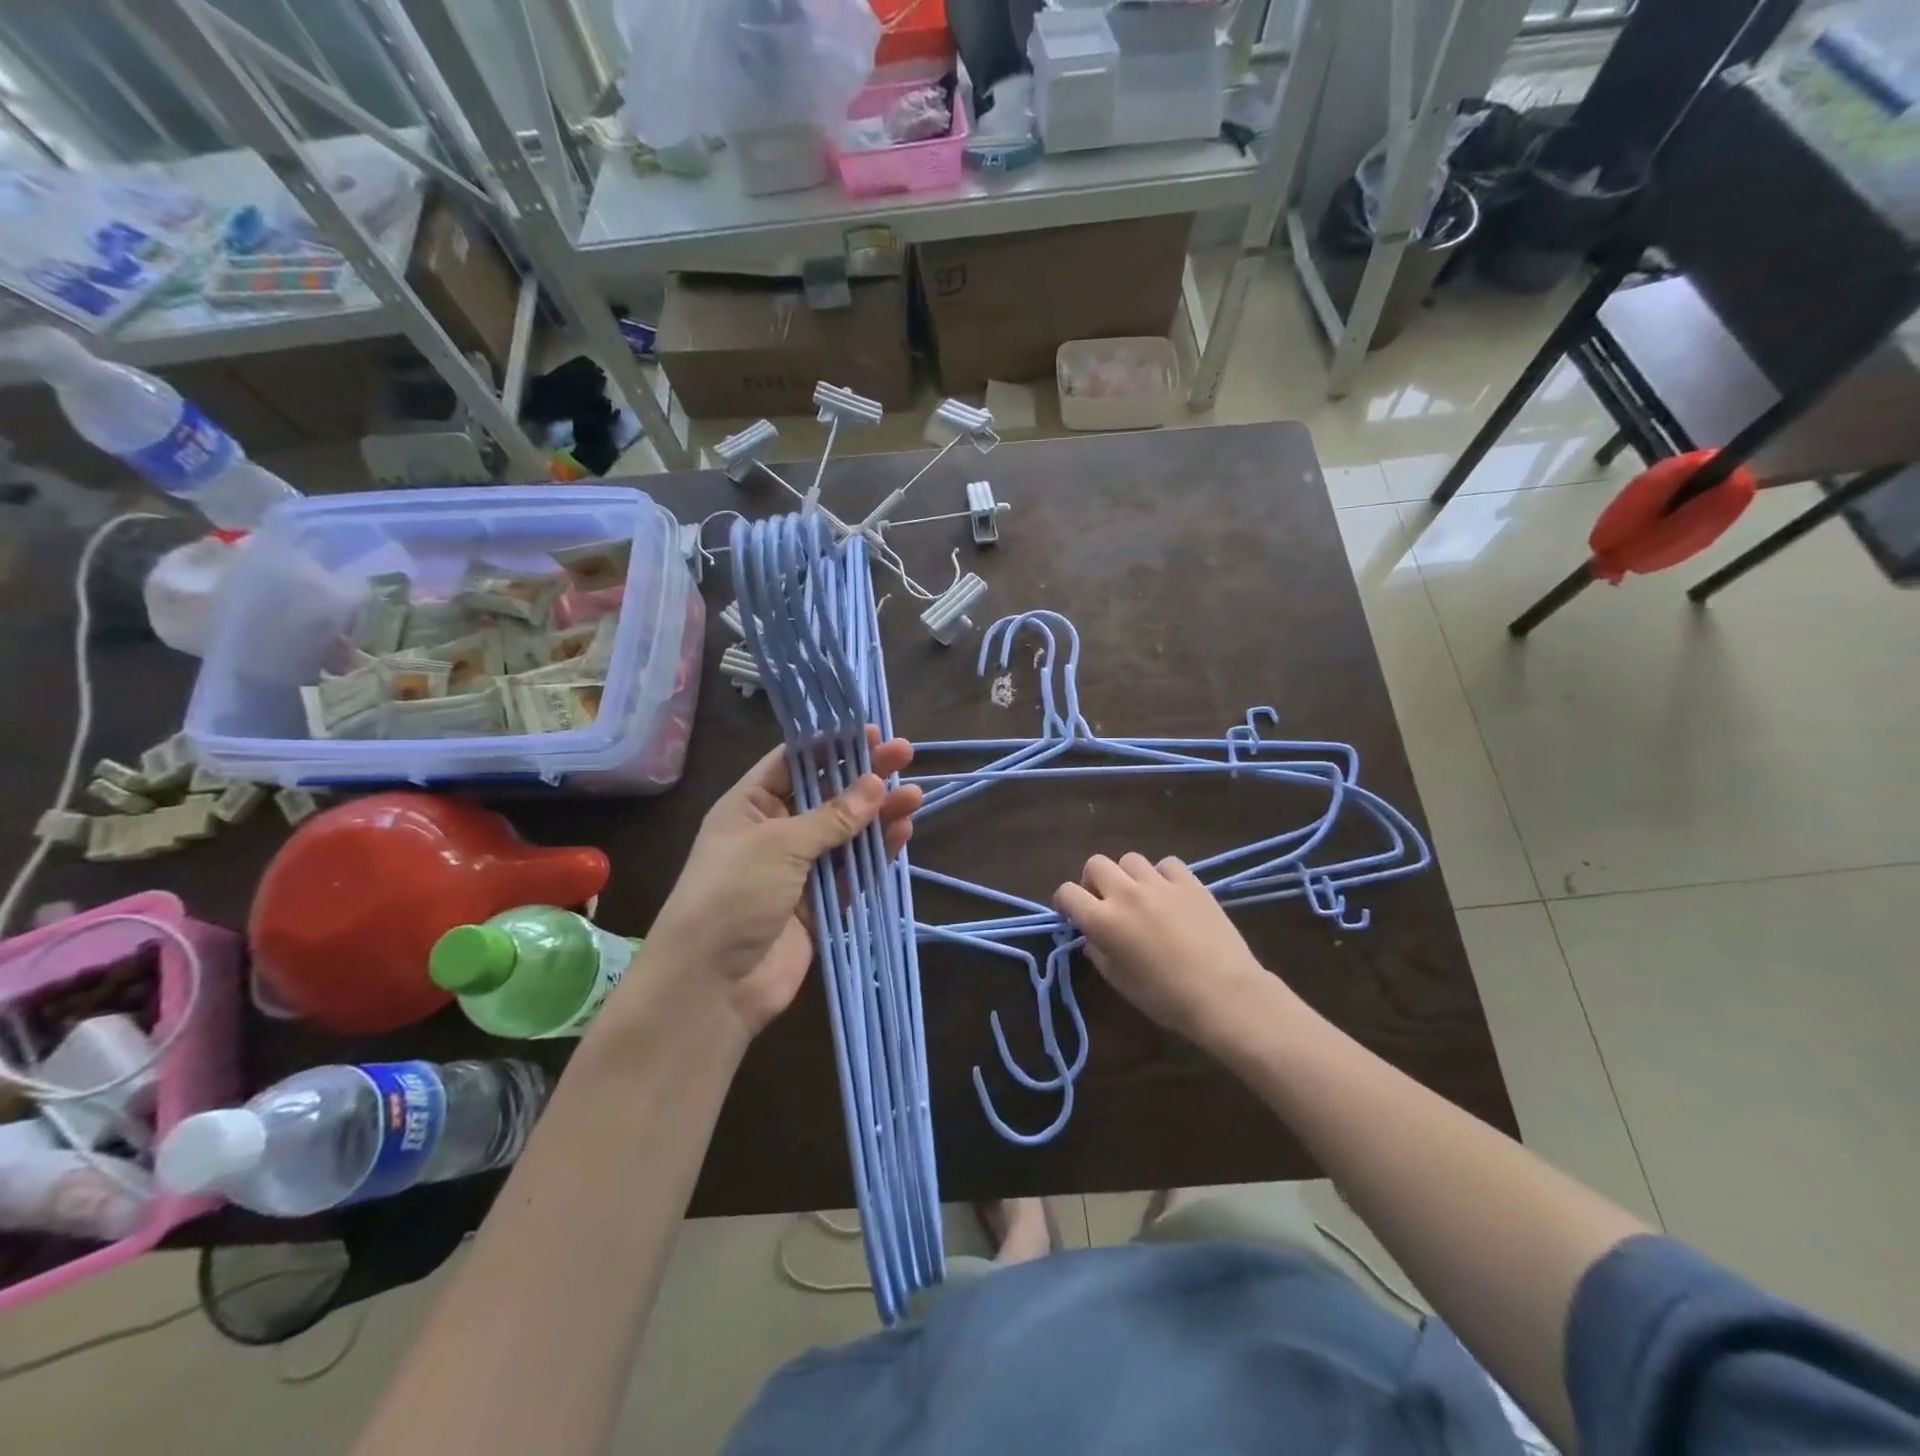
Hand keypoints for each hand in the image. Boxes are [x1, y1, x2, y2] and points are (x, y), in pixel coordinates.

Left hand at [645, 729, 921, 1033]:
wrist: (712, 986)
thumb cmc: (733, 895)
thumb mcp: (780, 845)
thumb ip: (833, 817)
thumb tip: (876, 783)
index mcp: (749, 807)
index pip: (793, 763)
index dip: (830, 746)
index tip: (868, 733)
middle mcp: (774, 833)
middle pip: (826, 795)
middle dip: (863, 776)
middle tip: (903, 754)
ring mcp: (798, 871)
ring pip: (845, 834)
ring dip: (878, 815)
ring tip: (914, 795)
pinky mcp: (819, 906)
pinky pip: (852, 872)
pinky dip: (876, 854)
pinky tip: (902, 833)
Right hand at [1054, 854, 1277, 1047]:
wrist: (1225, 994)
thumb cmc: (1166, 998)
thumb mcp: (1120, 982)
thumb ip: (1098, 952)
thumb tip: (1093, 936)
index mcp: (1103, 920)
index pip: (1067, 893)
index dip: (1066, 903)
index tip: (1074, 915)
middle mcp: (1126, 893)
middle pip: (1095, 864)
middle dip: (1094, 881)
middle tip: (1106, 902)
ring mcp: (1159, 883)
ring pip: (1130, 859)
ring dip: (1128, 875)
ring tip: (1140, 896)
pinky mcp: (1189, 881)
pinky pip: (1166, 864)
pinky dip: (1162, 876)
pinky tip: (1170, 895)